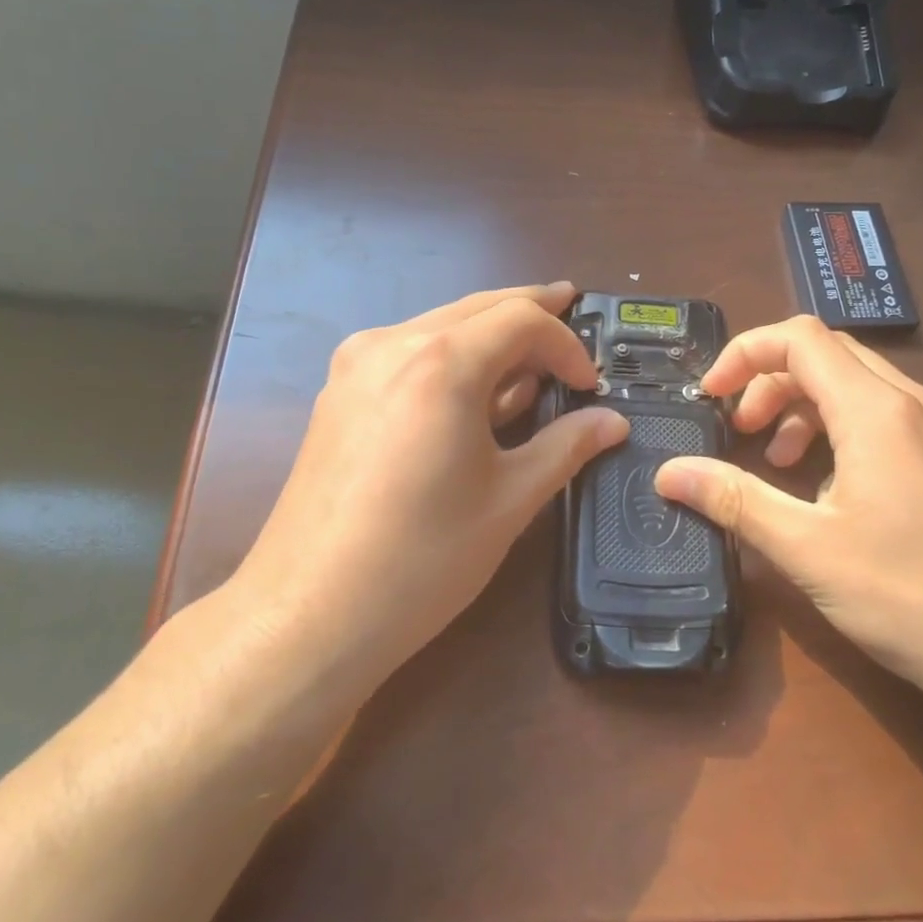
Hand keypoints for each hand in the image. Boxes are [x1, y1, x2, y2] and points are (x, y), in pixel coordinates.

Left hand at [232, 283, 628, 700]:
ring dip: (489, 336)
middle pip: (478, 308)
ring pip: (441, 326)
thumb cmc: (423, 558)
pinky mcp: (339, 392)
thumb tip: (614, 422)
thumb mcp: (510, 500)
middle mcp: (393, 344)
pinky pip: (409, 353)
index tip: (590, 385)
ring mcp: (357, 365)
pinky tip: (471, 391)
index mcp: (442, 362)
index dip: (566, 344)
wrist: (308, 613)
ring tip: (528, 364)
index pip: (521, 320)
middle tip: (570, 311)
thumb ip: (566, 447)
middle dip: (530, 312)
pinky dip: (451, 358)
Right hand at [655, 315, 922, 731]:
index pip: (800, 338)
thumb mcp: (807, 549)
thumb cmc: (909, 597)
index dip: (745, 353)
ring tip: (778, 458)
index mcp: (878, 411)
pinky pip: (886, 414)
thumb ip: (734, 499)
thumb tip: (668, 474)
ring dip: (804, 405)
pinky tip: (828, 483)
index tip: (711, 395)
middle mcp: (916, 403)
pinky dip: (840, 426)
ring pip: (859, 383)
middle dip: (770, 381)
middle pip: (828, 354)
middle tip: (740, 430)